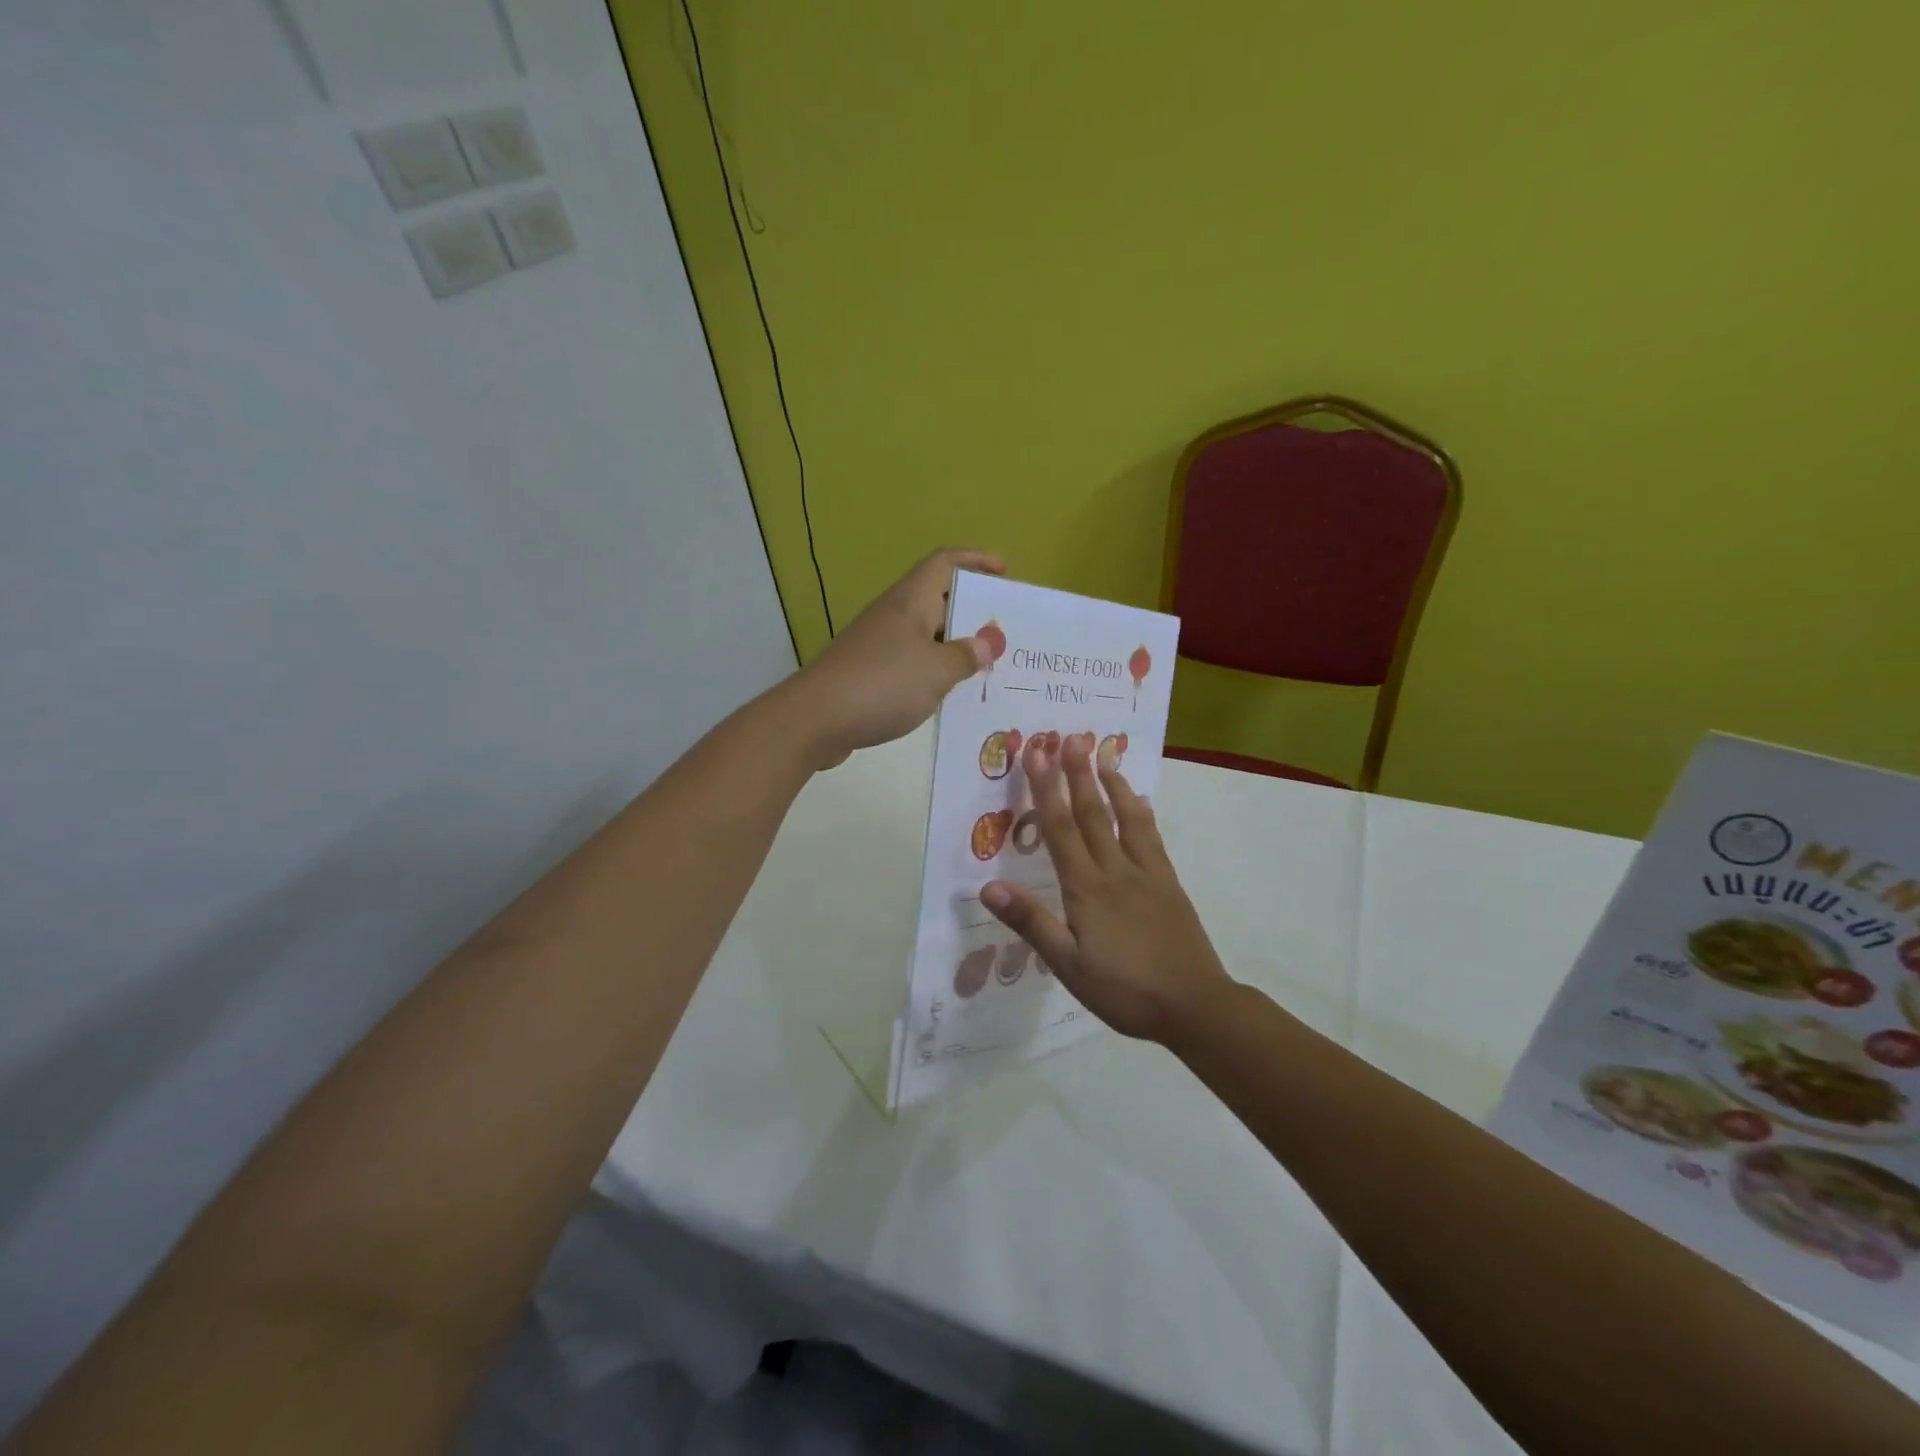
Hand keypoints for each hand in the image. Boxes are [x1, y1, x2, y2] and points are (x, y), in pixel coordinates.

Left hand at [784, 548, 1004, 769]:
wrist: (816, 718)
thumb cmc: (882, 683)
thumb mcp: (937, 670)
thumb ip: (966, 655)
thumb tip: (987, 643)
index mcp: (911, 600)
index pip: (945, 562)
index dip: (975, 560)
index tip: (1004, 572)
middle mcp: (894, 613)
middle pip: (938, 598)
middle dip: (972, 610)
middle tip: (1005, 631)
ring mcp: (879, 642)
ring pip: (926, 633)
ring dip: (954, 644)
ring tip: (986, 664)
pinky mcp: (869, 671)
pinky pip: (912, 660)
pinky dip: (934, 669)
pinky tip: (950, 692)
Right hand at [979, 733, 1233, 1043]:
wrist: (1196, 1006)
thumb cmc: (1125, 990)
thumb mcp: (1069, 966)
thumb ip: (1032, 923)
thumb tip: (989, 887)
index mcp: (1087, 888)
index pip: (1060, 829)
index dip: (1046, 790)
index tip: (1037, 754)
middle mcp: (1116, 870)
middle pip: (1093, 814)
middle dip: (1078, 774)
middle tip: (1070, 737)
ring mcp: (1147, 875)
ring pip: (1126, 819)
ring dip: (1112, 785)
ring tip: (1104, 756)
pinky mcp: (1169, 885)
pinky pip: (1153, 839)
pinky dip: (1143, 814)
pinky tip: (1141, 802)